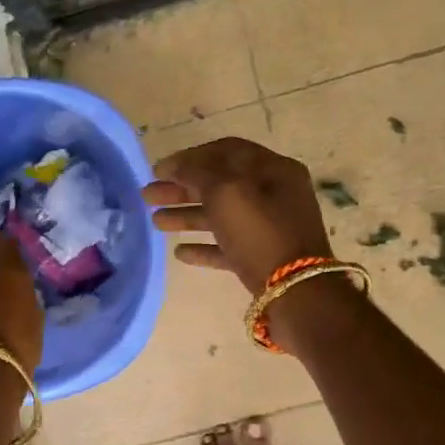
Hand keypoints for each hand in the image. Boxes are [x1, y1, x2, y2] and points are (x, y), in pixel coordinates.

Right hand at [141, 137, 332, 294]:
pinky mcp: (263, 258)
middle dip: (182, 188)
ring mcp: (269, 228)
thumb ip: (198, 173)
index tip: (158, 169)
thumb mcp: (227, 192)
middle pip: (220, 184)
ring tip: (155, 222)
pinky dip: (204, 246)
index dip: (189, 157)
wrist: (297, 293)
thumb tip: (178, 166)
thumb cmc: (261, 234)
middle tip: (147, 195)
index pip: (225, 151)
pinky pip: (228, 246)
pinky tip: (180, 253)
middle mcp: (274, 194)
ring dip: (187, 215)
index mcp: (273, 169)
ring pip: (221, 215)